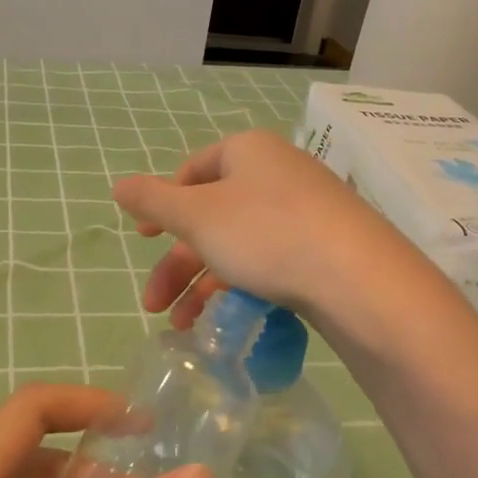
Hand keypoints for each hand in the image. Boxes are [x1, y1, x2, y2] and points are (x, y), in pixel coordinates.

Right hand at [112, 129, 411, 327]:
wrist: (358, 279)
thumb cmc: (265, 233)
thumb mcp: (197, 216)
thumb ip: (153, 201)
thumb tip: (118, 184)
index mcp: (248, 151)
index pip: (193, 170)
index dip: (163, 204)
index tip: (142, 238)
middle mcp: (278, 172)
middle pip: (212, 215)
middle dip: (178, 263)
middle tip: (154, 304)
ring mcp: (307, 210)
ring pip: (240, 244)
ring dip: (204, 285)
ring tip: (185, 326)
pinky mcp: (326, 246)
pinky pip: (272, 260)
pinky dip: (243, 287)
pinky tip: (229, 321)